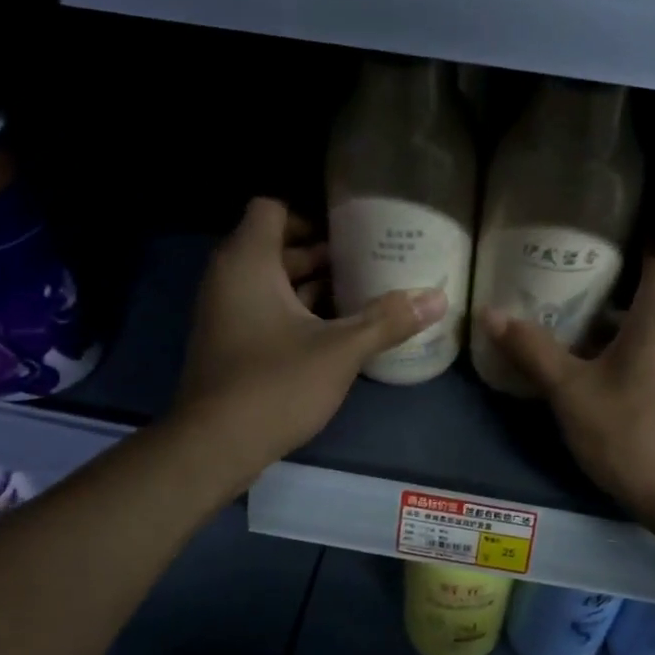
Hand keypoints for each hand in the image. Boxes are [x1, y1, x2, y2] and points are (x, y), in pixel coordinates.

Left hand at [171, 199, 446, 488]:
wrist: (215, 445)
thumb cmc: (276, 384)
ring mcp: (224, 314)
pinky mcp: (228, 345)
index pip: (272, 210)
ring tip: (359, 297)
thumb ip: (387, 321)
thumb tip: (439, 297)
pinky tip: (333, 334)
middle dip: (321, 256)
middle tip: (368, 265)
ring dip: (310, 288)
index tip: (351, 235)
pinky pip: (263, 311)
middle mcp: (228, 279)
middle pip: (275, 247)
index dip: (312, 217)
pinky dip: (295, 314)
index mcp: (249, 262)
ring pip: (270, 284)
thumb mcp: (340, 351)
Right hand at [478, 257, 654, 536]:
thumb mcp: (571, 391)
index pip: (651, 245)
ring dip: (629, 313)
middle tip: (566, 291)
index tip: (575, 257)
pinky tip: (607, 361)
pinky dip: (646, 336)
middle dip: (615, 281)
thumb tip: (488, 313)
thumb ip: (532, 348)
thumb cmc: (632, 433)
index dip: (614, 247)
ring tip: (578, 324)